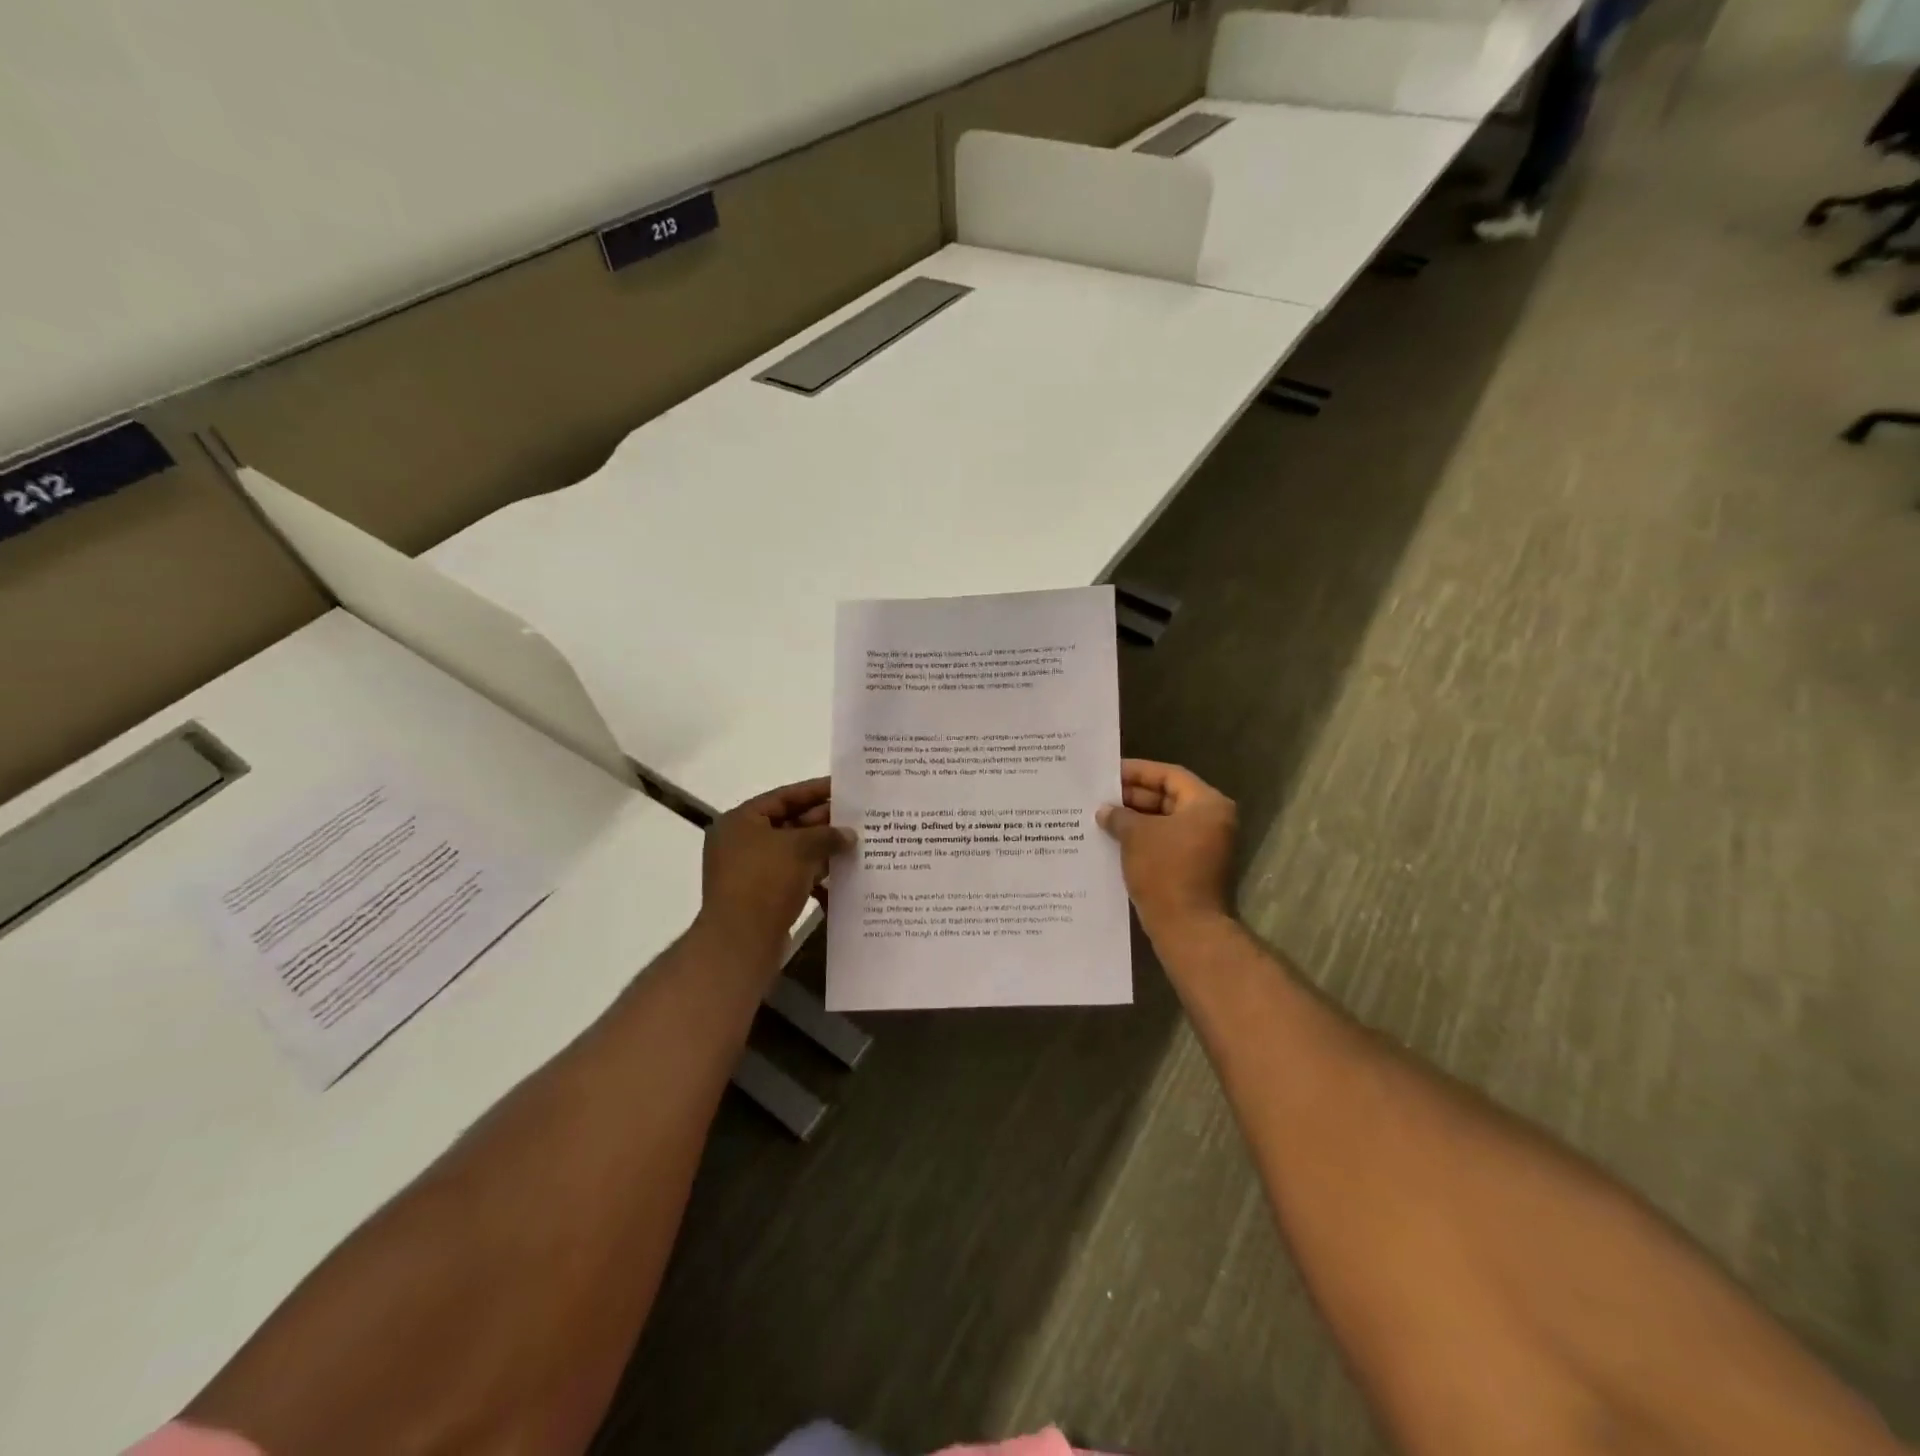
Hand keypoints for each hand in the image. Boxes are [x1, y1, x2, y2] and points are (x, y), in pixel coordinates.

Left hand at [695, 778, 850, 968]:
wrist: (740, 942)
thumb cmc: (765, 882)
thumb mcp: (800, 848)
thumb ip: (827, 834)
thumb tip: (849, 834)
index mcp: (741, 821)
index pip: (784, 796)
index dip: (815, 791)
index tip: (843, 788)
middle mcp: (742, 842)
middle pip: (789, 823)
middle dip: (823, 822)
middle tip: (858, 817)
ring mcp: (750, 871)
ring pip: (794, 851)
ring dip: (823, 848)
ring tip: (857, 843)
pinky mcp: (761, 896)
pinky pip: (793, 875)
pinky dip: (815, 873)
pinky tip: (842, 874)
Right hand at [1098, 759, 1236, 937]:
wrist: (1186, 927)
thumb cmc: (1165, 870)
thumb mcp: (1136, 835)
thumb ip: (1119, 816)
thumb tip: (1105, 811)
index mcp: (1207, 805)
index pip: (1170, 775)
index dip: (1138, 771)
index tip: (1109, 773)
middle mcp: (1212, 821)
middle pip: (1169, 797)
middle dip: (1133, 797)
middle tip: (1101, 796)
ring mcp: (1205, 846)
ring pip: (1165, 822)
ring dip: (1135, 819)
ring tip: (1102, 817)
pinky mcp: (1193, 867)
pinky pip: (1165, 842)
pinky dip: (1142, 839)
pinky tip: (1113, 840)